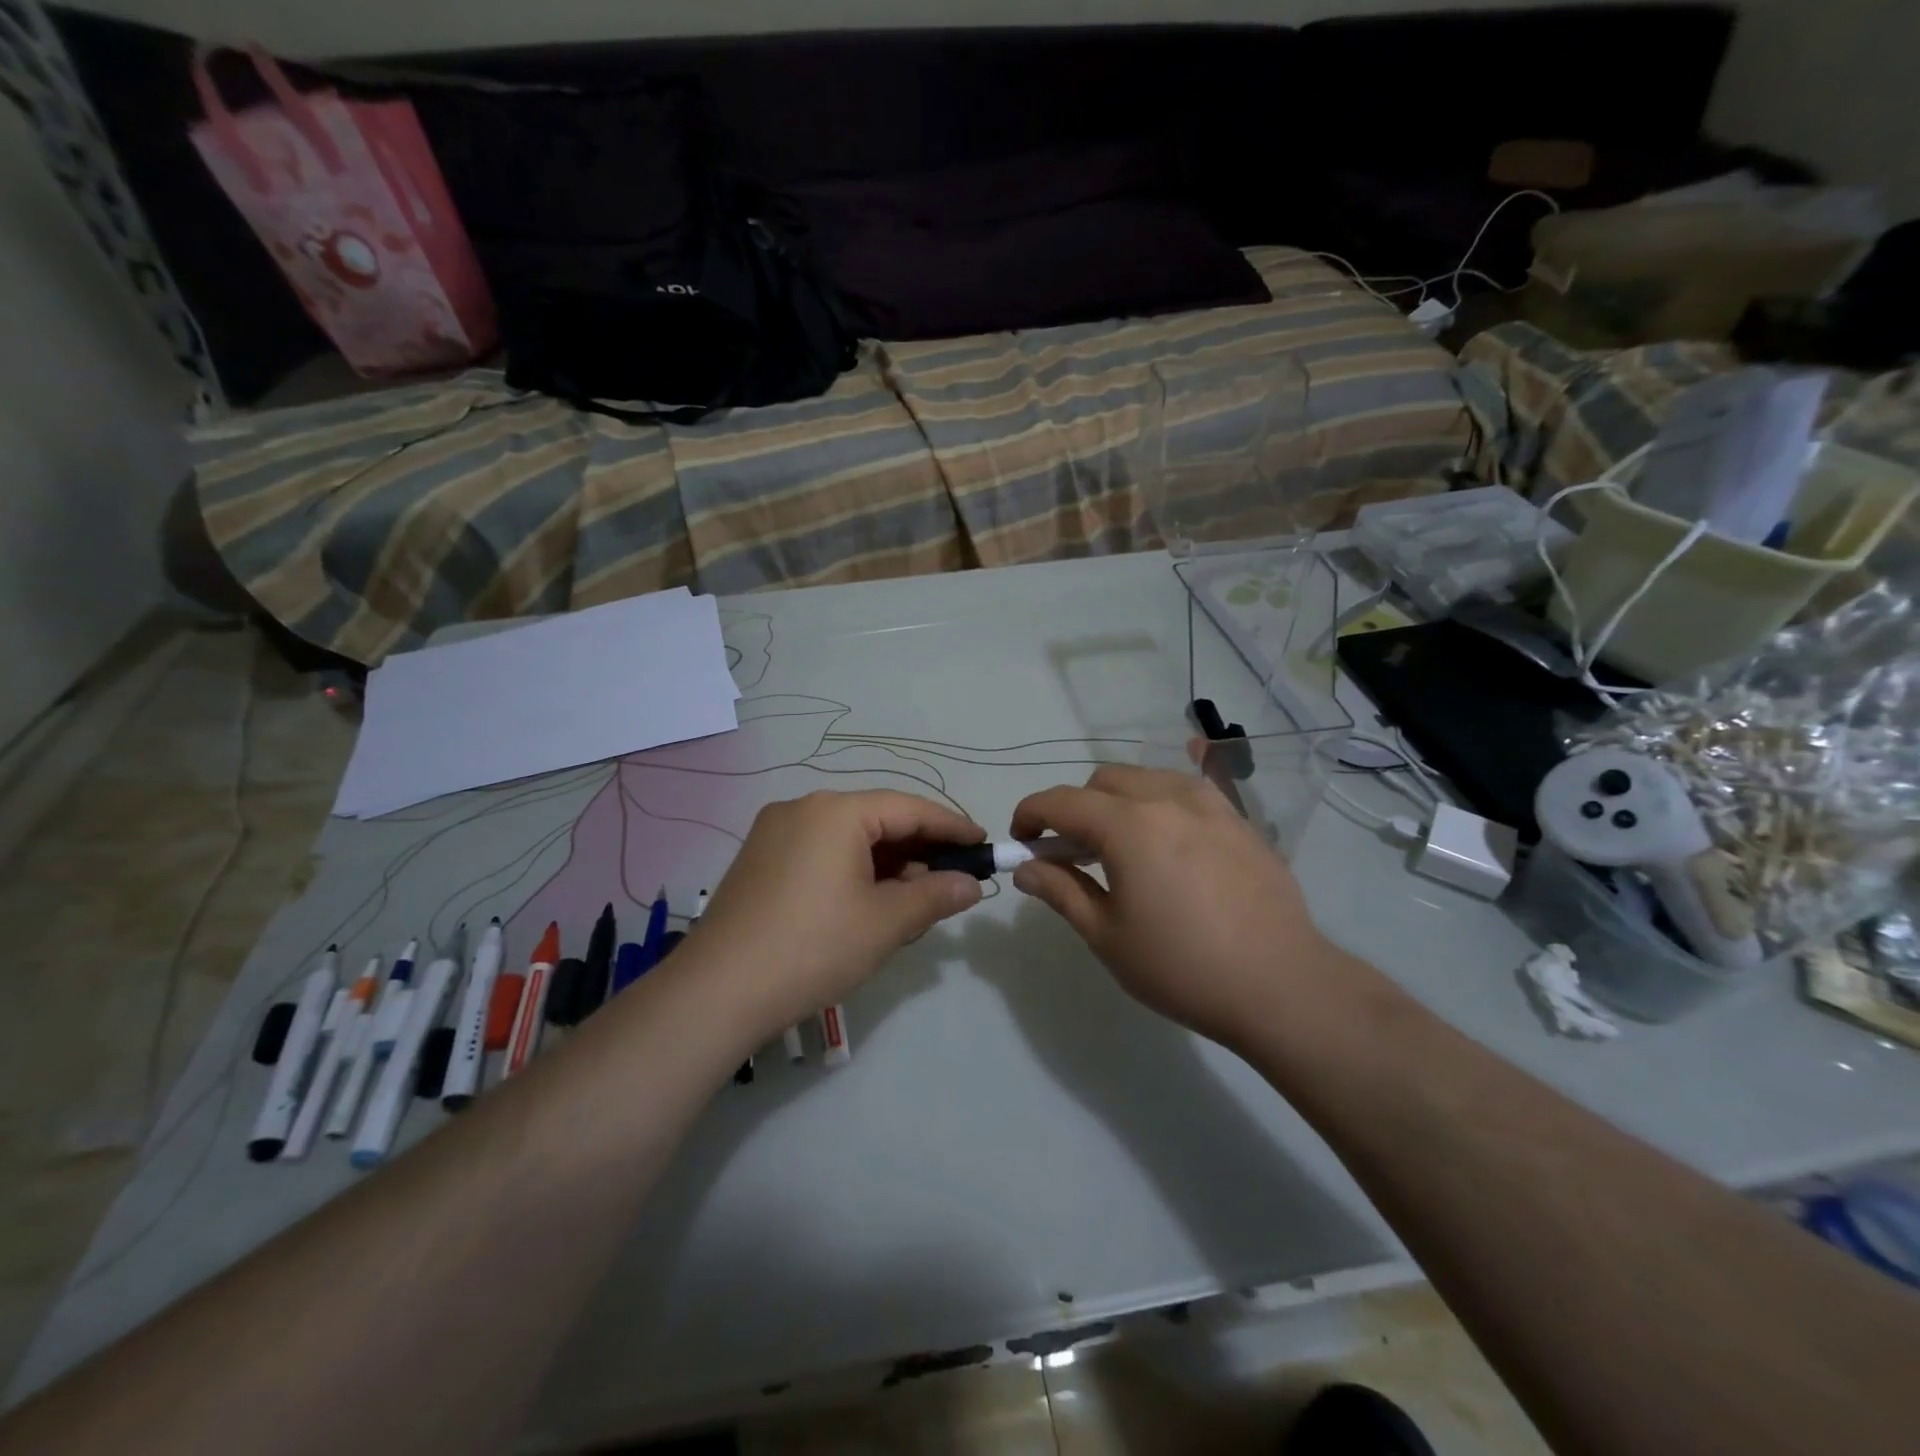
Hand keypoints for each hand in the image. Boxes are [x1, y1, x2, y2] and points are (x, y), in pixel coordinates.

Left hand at [689, 790, 985, 1038]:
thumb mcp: (886, 922)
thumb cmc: (813, 947)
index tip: (982, 845)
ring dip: (886, 863)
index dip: (951, 826)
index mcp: (836, 811)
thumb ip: (935, 895)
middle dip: (918, 849)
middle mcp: (803, 808)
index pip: (910, 808)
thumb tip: (971, 884)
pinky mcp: (759, 860)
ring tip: (914, 898)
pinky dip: (853, 870)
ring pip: (848, 837)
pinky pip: (821, 852)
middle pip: (877, 819)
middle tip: (952, 879)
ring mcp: (775, 833)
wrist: (717, 992)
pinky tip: (868, 902)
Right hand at [1010, 764, 1361, 1053]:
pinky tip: (1167, 837)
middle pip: (1103, 781)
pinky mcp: (1239, 819)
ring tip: (1121, 847)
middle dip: (1075, 808)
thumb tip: (1026, 869)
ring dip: (1118, 802)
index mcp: (1128, 825)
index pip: (1062, 801)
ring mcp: (1210, 804)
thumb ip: (1061, 891)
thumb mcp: (1107, 936)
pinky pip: (1187, 791)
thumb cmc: (1182, 966)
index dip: (1031, 814)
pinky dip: (1160, 804)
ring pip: (1146, 779)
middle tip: (1072, 854)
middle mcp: (1167, 798)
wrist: (1281, 985)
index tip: (1022, 841)